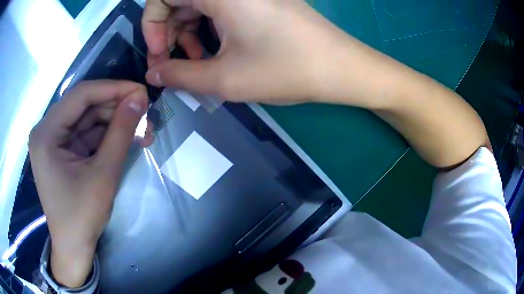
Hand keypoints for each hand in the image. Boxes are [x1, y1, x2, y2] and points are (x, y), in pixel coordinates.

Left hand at [29, 80, 150, 287]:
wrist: (74, 247)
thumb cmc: (82, 217)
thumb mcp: (103, 174)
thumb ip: (121, 133)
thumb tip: (140, 99)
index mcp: (46, 133)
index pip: (81, 95)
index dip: (113, 88)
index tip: (141, 91)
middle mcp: (47, 130)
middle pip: (85, 106)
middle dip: (116, 108)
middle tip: (146, 113)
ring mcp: (55, 140)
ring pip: (89, 119)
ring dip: (116, 122)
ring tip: (144, 130)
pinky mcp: (64, 151)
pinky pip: (88, 134)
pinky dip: (108, 136)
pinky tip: (129, 139)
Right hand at [143, 0, 350, 103]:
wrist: (339, 67)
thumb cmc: (285, 69)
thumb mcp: (224, 78)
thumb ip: (180, 76)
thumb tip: (153, 74)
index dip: (151, 24)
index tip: (157, 55)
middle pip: (179, 1)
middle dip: (166, 32)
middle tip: (170, 64)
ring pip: (198, 5)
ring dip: (186, 32)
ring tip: (194, 61)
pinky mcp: (258, 1)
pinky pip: (218, 8)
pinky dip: (206, 28)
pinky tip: (212, 51)